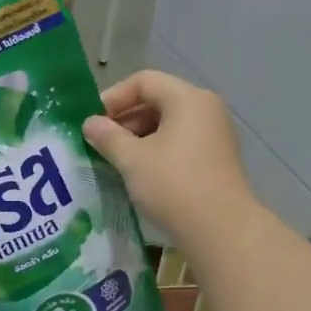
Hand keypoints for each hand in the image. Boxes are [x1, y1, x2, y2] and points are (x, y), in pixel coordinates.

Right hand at [81, 71, 254, 247]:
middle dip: (124, 119)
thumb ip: (107, 136)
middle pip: (157, 100)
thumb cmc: (173, 185)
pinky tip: (140, 172)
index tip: (92, 123)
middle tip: (100, 142)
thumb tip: (90, 124)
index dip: (113, 98)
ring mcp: (215, 134)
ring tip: (116, 159)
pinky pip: (180, 142)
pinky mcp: (216, 158)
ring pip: (168, 123)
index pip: (143, 81)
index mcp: (187, 99)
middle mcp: (205, 109)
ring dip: (138, 136)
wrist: (220, 228)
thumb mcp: (132, 159)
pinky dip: (156, 149)